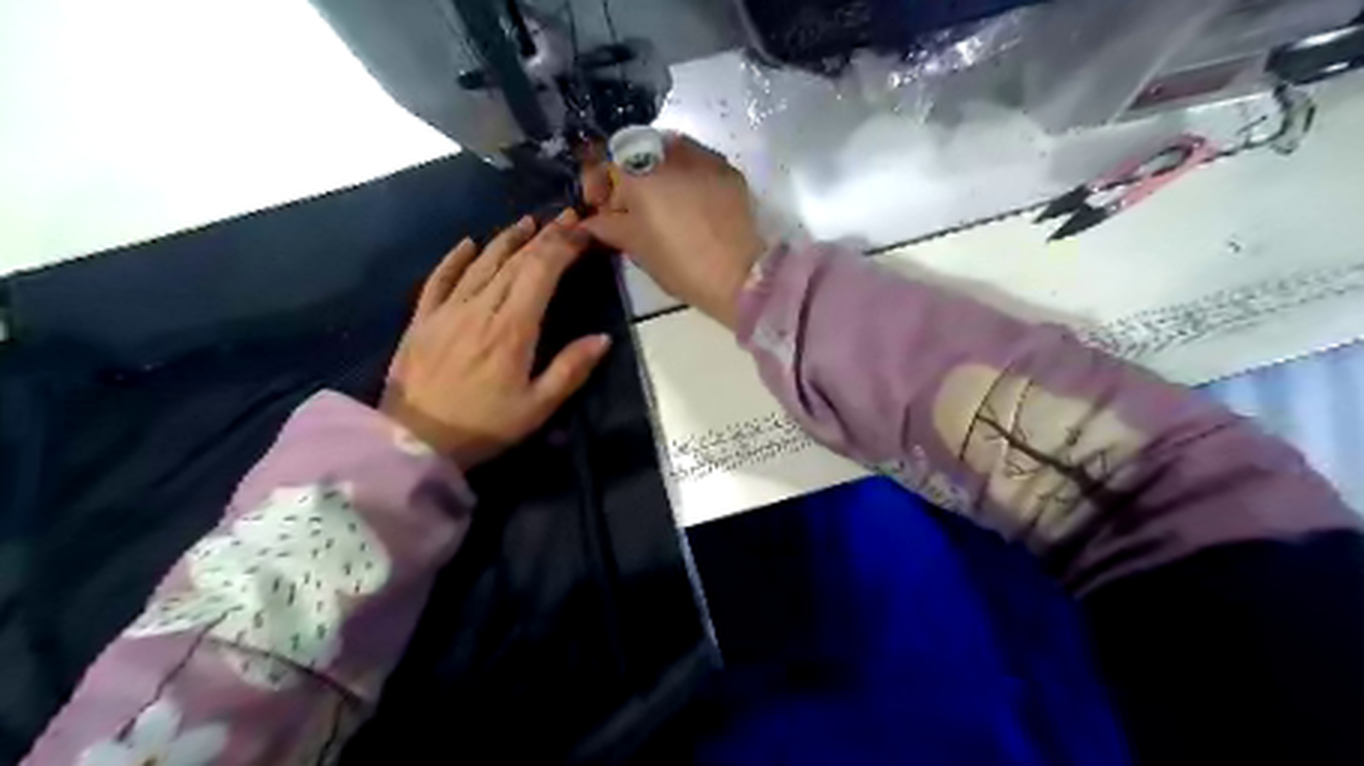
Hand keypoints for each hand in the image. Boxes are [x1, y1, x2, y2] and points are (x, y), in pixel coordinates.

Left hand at [379, 213, 610, 469]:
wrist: (413, 441)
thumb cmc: (483, 426)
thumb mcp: (537, 407)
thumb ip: (570, 369)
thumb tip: (603, 338)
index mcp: (512, 328)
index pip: (541, 272)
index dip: (564, 247)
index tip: (583, 232)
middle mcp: (480, 308)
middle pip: (515, 261)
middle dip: (545, 236)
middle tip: (566, 218)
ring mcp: (447, 310)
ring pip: (482, 263)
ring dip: (507, 239)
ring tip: (528, 222)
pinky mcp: (423, 319)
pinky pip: (440, 279)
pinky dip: (455, 258)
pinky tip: (469, 243)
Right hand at [578, 133, 766, 328]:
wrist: (739, 276)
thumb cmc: (680, 264)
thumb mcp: (637, 247)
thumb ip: (609, 226)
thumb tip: (590, 221)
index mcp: (642, 170)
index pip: (607, 158)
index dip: (597, 180)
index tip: (599, 205)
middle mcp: (671, 153)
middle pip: (637, 150)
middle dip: (627, 174)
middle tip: (628, 206)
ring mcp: (705, 158)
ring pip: (669, 152)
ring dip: (656, 172)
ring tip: (658, 205)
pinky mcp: (728, 171)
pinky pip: (697, 163)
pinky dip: (684, 176)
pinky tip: (687, 204)